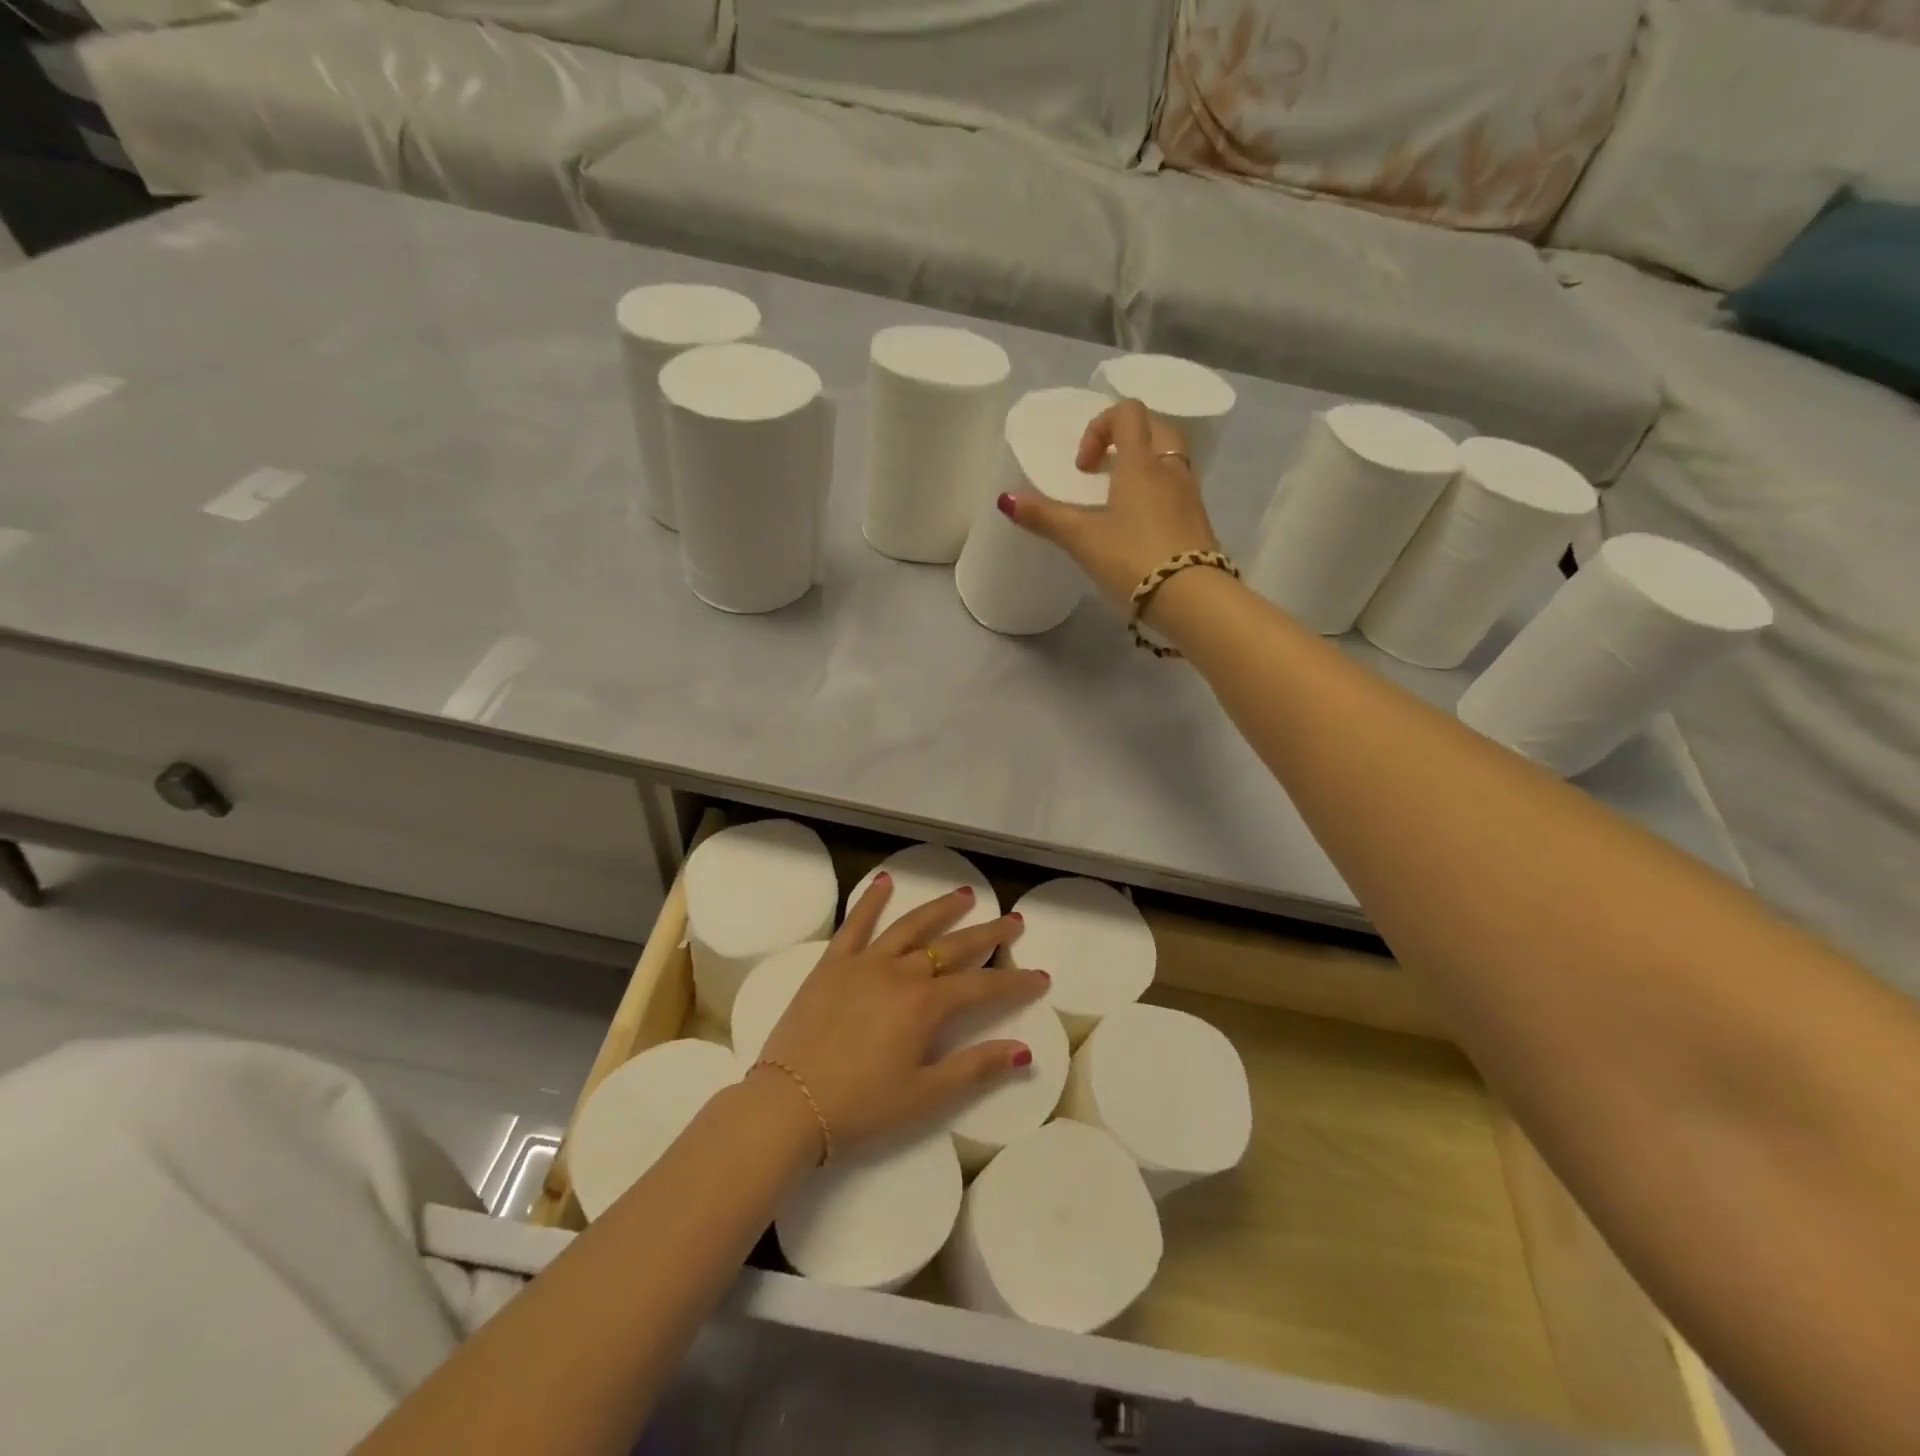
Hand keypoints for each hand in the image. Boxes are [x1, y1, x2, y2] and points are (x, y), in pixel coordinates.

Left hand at [754, 874, 1046, 1158]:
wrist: (788, 1105)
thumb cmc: (860, 1107)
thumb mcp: (925, 1096)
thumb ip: (975, 1069)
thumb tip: (1023, 1051)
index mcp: (925, 1005)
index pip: (982, 987)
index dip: (1014, 982)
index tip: (1040, 976)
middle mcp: (899, 973)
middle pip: (952, 947)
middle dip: (988, 934)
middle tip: (1014, 920)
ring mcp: (863, 963)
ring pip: (910, 927)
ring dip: (940, 909)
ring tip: (964, 894)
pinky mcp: (831, 964)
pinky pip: (855, 925)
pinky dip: (871, 901)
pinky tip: (884, 882)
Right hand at [998, 397, 1221, 611]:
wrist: (1192, 597)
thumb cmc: (1133, 559)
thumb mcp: (1082, 539)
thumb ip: (1045, 517)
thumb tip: (1005, 499)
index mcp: (1141, 463)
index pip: (1127, 413)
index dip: (1099, 427)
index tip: (1083, 468)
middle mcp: (1170, 469)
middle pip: (1155, 428)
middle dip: (1126, 439)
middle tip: (1103, 471)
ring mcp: (1190, 495)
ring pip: (1170, 459)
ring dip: (1144, 467)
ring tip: (1118, 501)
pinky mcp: (1199, 521)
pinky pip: (1178, 490)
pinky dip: (1158, 493)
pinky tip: (1139, 527)